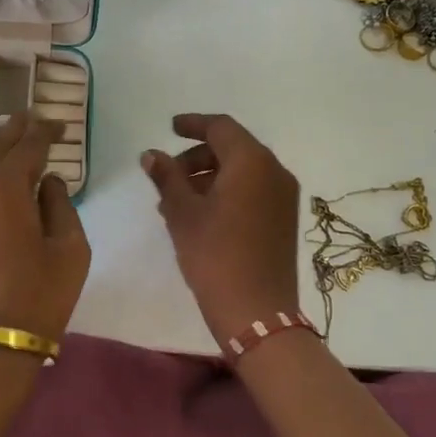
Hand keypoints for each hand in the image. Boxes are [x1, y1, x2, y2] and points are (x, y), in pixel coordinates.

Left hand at [0, 111, 89, 342]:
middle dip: (15, 130)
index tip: (59, 125)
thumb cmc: (36, 298)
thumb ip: (61, 206)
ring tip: (13, 142)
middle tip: (32, 118)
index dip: (45, 131)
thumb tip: (47, 182)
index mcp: (4, 186)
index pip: (27, 145)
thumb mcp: (70, 251)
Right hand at [142, 113, 301, 344]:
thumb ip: (167, 177)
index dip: (193, 124)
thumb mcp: (182, 213)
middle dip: (198, 156)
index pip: (221, 127)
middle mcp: (274, 171)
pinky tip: (200, 215)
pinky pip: (252, 191)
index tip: (170, 128)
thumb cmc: (215, 255)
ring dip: (209, 177)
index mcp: (252, 161)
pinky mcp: (284, 219)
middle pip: (233, 148)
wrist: (256, 311)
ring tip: (176, 201)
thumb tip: (151, 154)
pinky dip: (226, 192)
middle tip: (168, 176)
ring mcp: (283, 197)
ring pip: (242, 171)